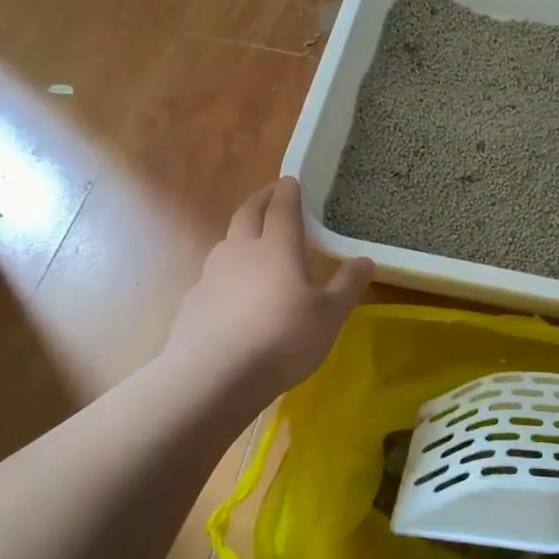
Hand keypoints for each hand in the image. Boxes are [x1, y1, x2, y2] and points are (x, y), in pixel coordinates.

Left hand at [159, 178, 373, 402]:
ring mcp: (211, 276)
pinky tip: (232, 294)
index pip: (282, 208)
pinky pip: (212, 277)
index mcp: (277, 247)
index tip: (290, 181)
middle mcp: (241, 251)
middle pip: (247, 215)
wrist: (213, 377)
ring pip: (226, 244)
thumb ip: (347, 285)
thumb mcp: (329, 315)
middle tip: (270, 195)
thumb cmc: (282, 338)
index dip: (287, 192)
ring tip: (252, 242)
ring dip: (240, 235)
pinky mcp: (192, 304)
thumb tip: (366, 260)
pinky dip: (226, 274)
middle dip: (260, 201)